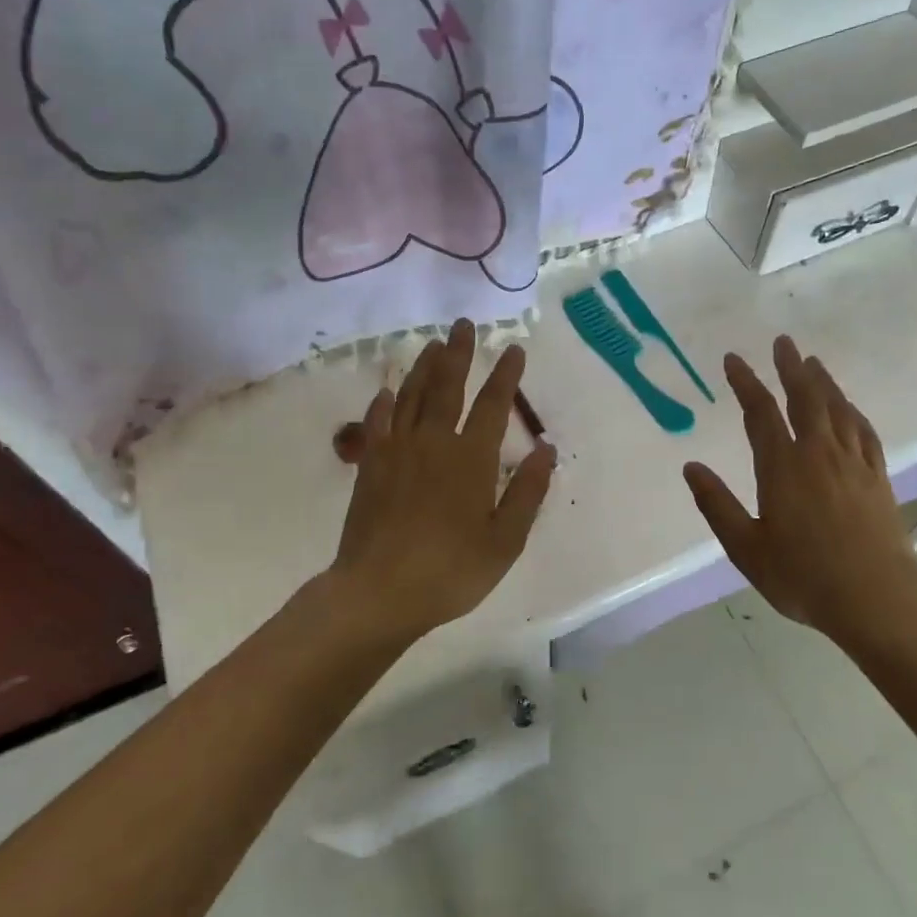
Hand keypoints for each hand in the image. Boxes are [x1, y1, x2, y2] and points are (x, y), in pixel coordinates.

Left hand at [330, 319, 556, 642]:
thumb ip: (527, 492)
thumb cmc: (451, 571)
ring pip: (412, 396)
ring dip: (423, 367)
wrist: (379, 592)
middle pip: (447, 386)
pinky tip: (388, 391)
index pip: (494, 405)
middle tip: (463, 324)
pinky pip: (377, 422)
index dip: (506, 375)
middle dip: (459, 354)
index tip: (513, 348)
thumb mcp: (505, 540)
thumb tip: (546, 449)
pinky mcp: (370, 466)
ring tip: (432, 344)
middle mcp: (434, 443)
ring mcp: (397, 451)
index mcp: (471, 459)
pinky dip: (384, 403)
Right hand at [683, 336, 916, 639]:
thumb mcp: (746, 547)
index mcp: (783, 467)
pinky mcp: (878, 477)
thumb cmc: (803, 576)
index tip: (733, 359)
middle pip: (805, 398)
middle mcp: (818, 454)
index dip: (746, 383)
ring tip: (812, 362)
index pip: (760, 413)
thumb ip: (716, 505)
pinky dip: (853, 412)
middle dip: (790, 368)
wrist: (876, 598)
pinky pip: (864, 431)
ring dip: (823, 382)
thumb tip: (691, 467)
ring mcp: (853, 463)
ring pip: (837, 409)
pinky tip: (849, 407)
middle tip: (783, 342)